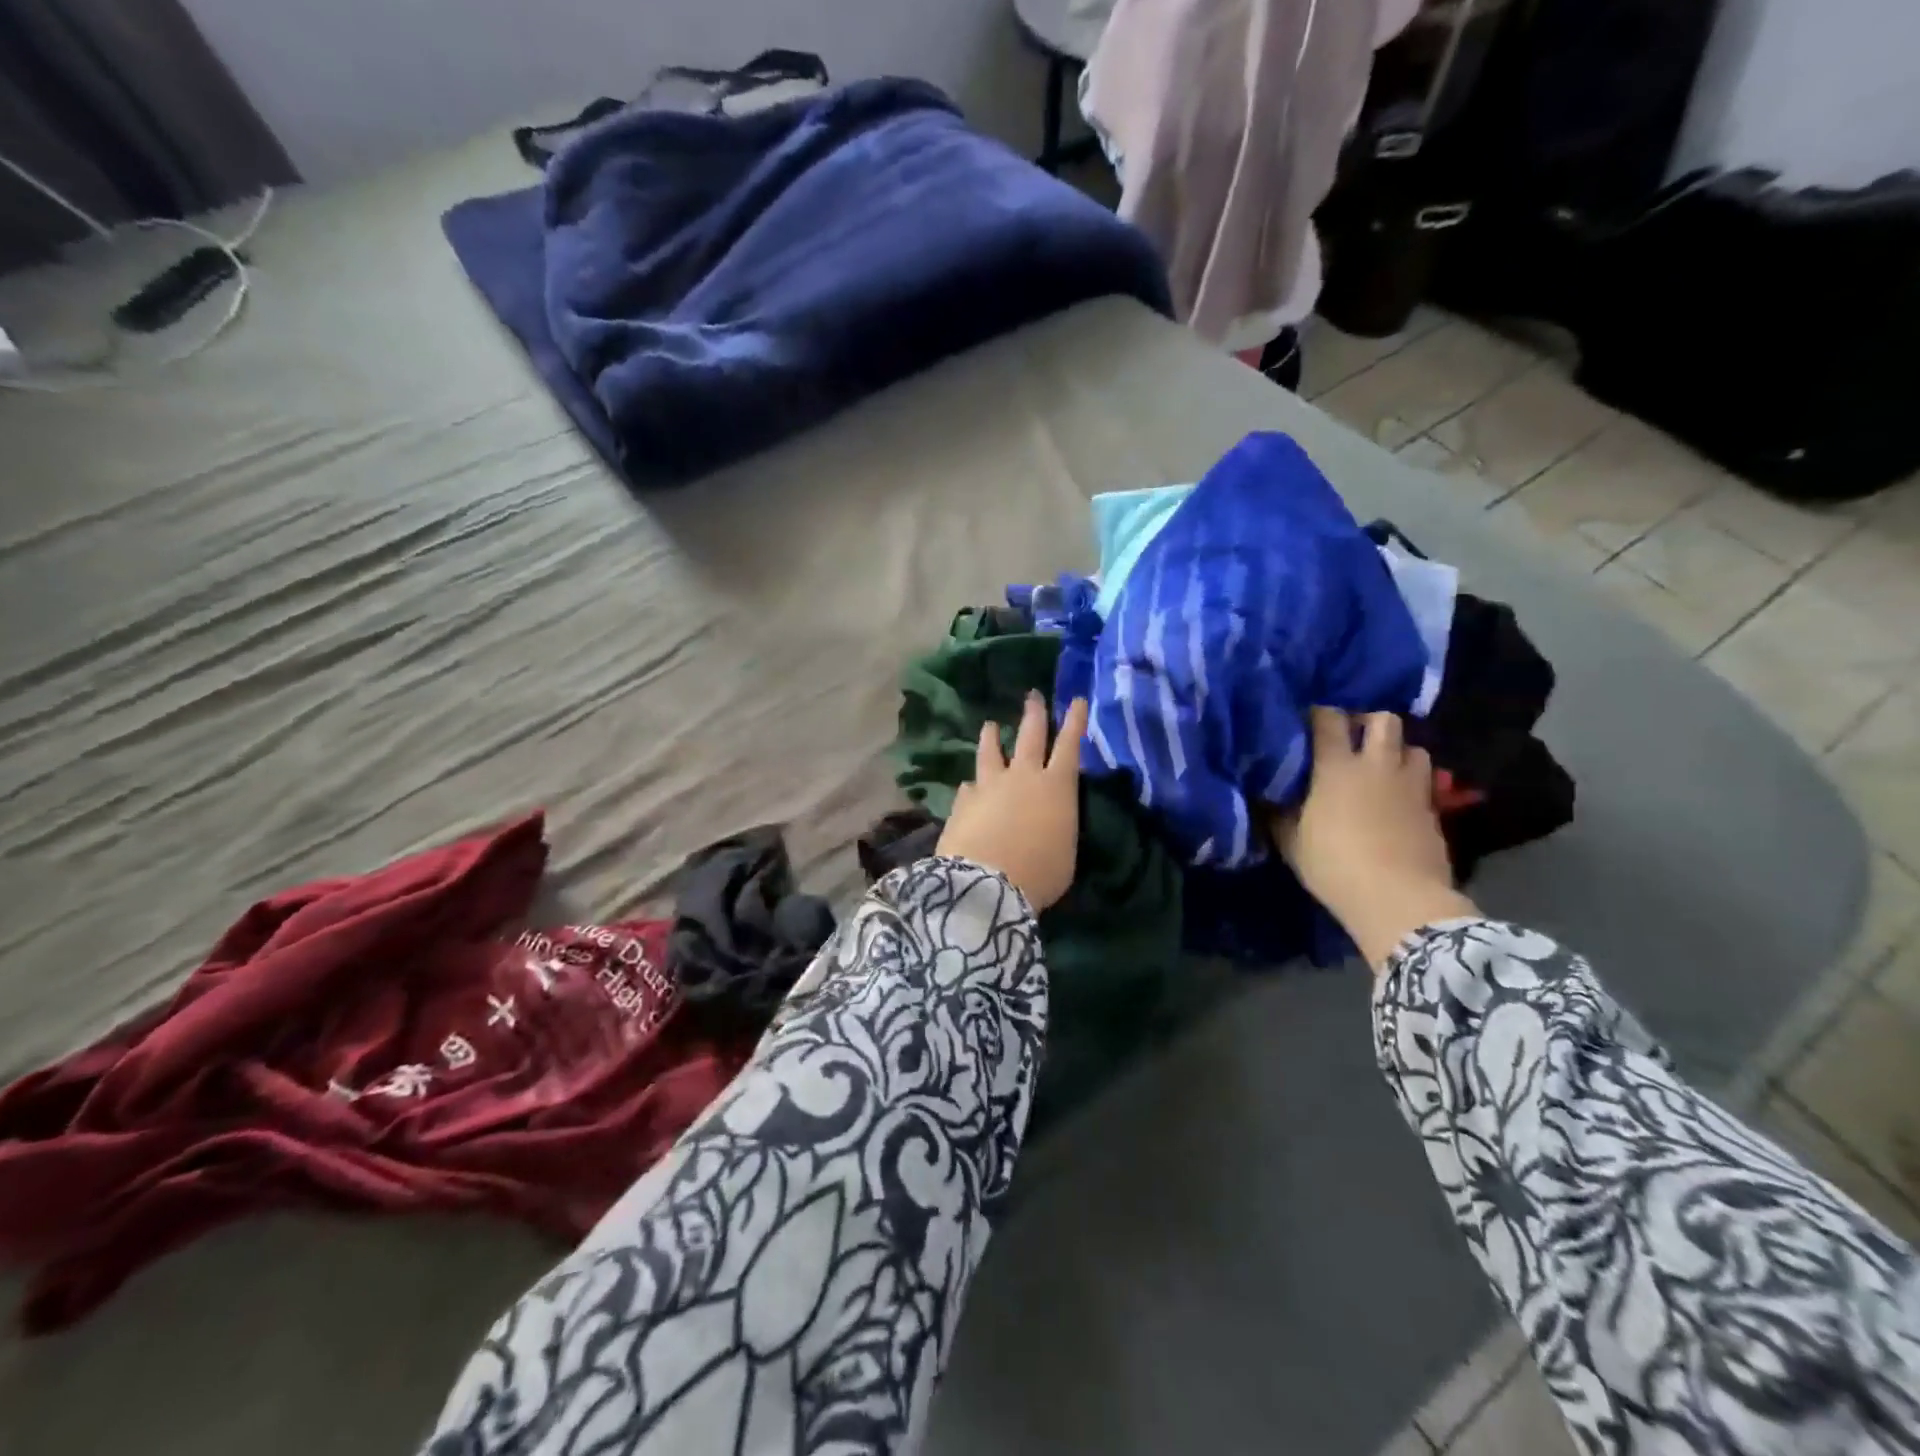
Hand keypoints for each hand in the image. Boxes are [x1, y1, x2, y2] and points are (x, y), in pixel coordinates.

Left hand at [936, 694, 1087, 910]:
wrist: (987, 884)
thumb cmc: (1040, 874)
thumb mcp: (1065, 853)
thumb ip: (1058, 827)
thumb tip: (1046, 819)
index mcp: (1056, 788)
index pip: (1070, 746)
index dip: (1075, 722)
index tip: (1077, 700)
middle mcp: (1023, 777)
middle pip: (1030, 737)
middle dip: (1035, 714)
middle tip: (1033, 696)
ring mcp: (989, 786)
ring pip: (991, 752)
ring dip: (992, 737)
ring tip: (990, 725)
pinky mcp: (963, 802)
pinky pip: (969, 787)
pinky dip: (972, 785)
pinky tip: (968, 786)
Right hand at [1272, 707, 1476, 971]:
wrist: (1397, 898)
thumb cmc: (1334, 865)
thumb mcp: (1291, 841)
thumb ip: (1278, 812)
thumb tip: (1265, 795)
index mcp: (1337, 767)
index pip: (1328, 719)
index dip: (1317, 714)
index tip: (1306, 722)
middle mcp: (1377, 765)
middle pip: (1383, 719)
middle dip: (1367, 721)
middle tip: (1352, 738)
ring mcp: (1411, 785)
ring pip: (1414, 746)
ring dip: (1397, 750)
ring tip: (1381, 766)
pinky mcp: (1433, 808)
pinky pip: (1425, 780)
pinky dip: (1411, 781)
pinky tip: (1397, 798)